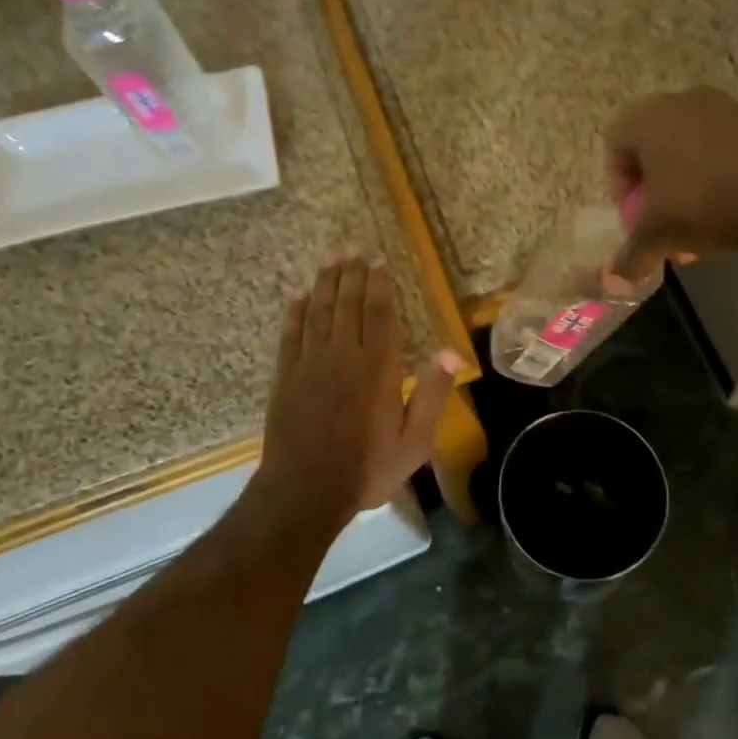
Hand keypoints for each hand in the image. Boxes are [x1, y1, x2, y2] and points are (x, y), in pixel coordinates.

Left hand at [257, 253, 460, 521]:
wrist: (305, 491)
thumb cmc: (366, 468)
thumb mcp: (414, 442)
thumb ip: (432, 395)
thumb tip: (451, 352)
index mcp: (377, 368)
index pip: (380, 315)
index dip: (380, 285)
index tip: (378, 261)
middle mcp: (342, 356)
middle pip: (347, 305)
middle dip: (351, 274)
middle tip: (351, 247)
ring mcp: (310, 364)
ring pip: (318, 312)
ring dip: (324, 283)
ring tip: (329, 258)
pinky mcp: (285, 377)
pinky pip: (290, 334)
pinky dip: (294, 312)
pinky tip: (298, 295)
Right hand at [605, 87, 737, 278]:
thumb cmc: (702, 205)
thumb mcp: (656, 236)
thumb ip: (629, 256)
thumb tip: (613, 285)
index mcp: (647, 118)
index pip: (615, 143)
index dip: (619, 182)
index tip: (634, 213)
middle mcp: (681, 101)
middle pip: (651, 144)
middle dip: (652, 184)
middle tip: (660, 217)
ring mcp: (722, 107)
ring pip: (687, 146)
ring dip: (683, 181)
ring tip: (694, 219)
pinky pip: (719, 145)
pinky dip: (714, 173)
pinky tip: (725, 208)